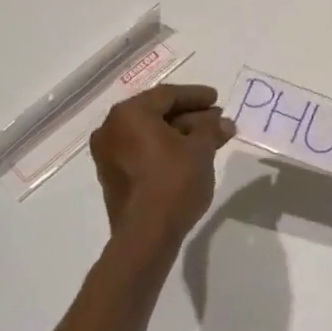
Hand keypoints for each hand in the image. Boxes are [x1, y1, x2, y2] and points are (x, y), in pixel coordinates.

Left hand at [89, 84, 234, 244]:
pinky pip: (141, 152)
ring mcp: (108, 155)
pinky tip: (189, 156)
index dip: (196, 96)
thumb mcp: (200, 150)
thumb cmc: (173, 182)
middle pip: (156, 114)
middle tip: (216, 120)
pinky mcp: (113, 177)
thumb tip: (223, 122)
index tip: (217, 99)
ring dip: (179, 134)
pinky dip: (165, 149)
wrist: (146, 235)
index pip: (167, 95)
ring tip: (209, 139)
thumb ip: (211, 129)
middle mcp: (111, 129)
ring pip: (149, 135)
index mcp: (129, 114)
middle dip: (190, 116)